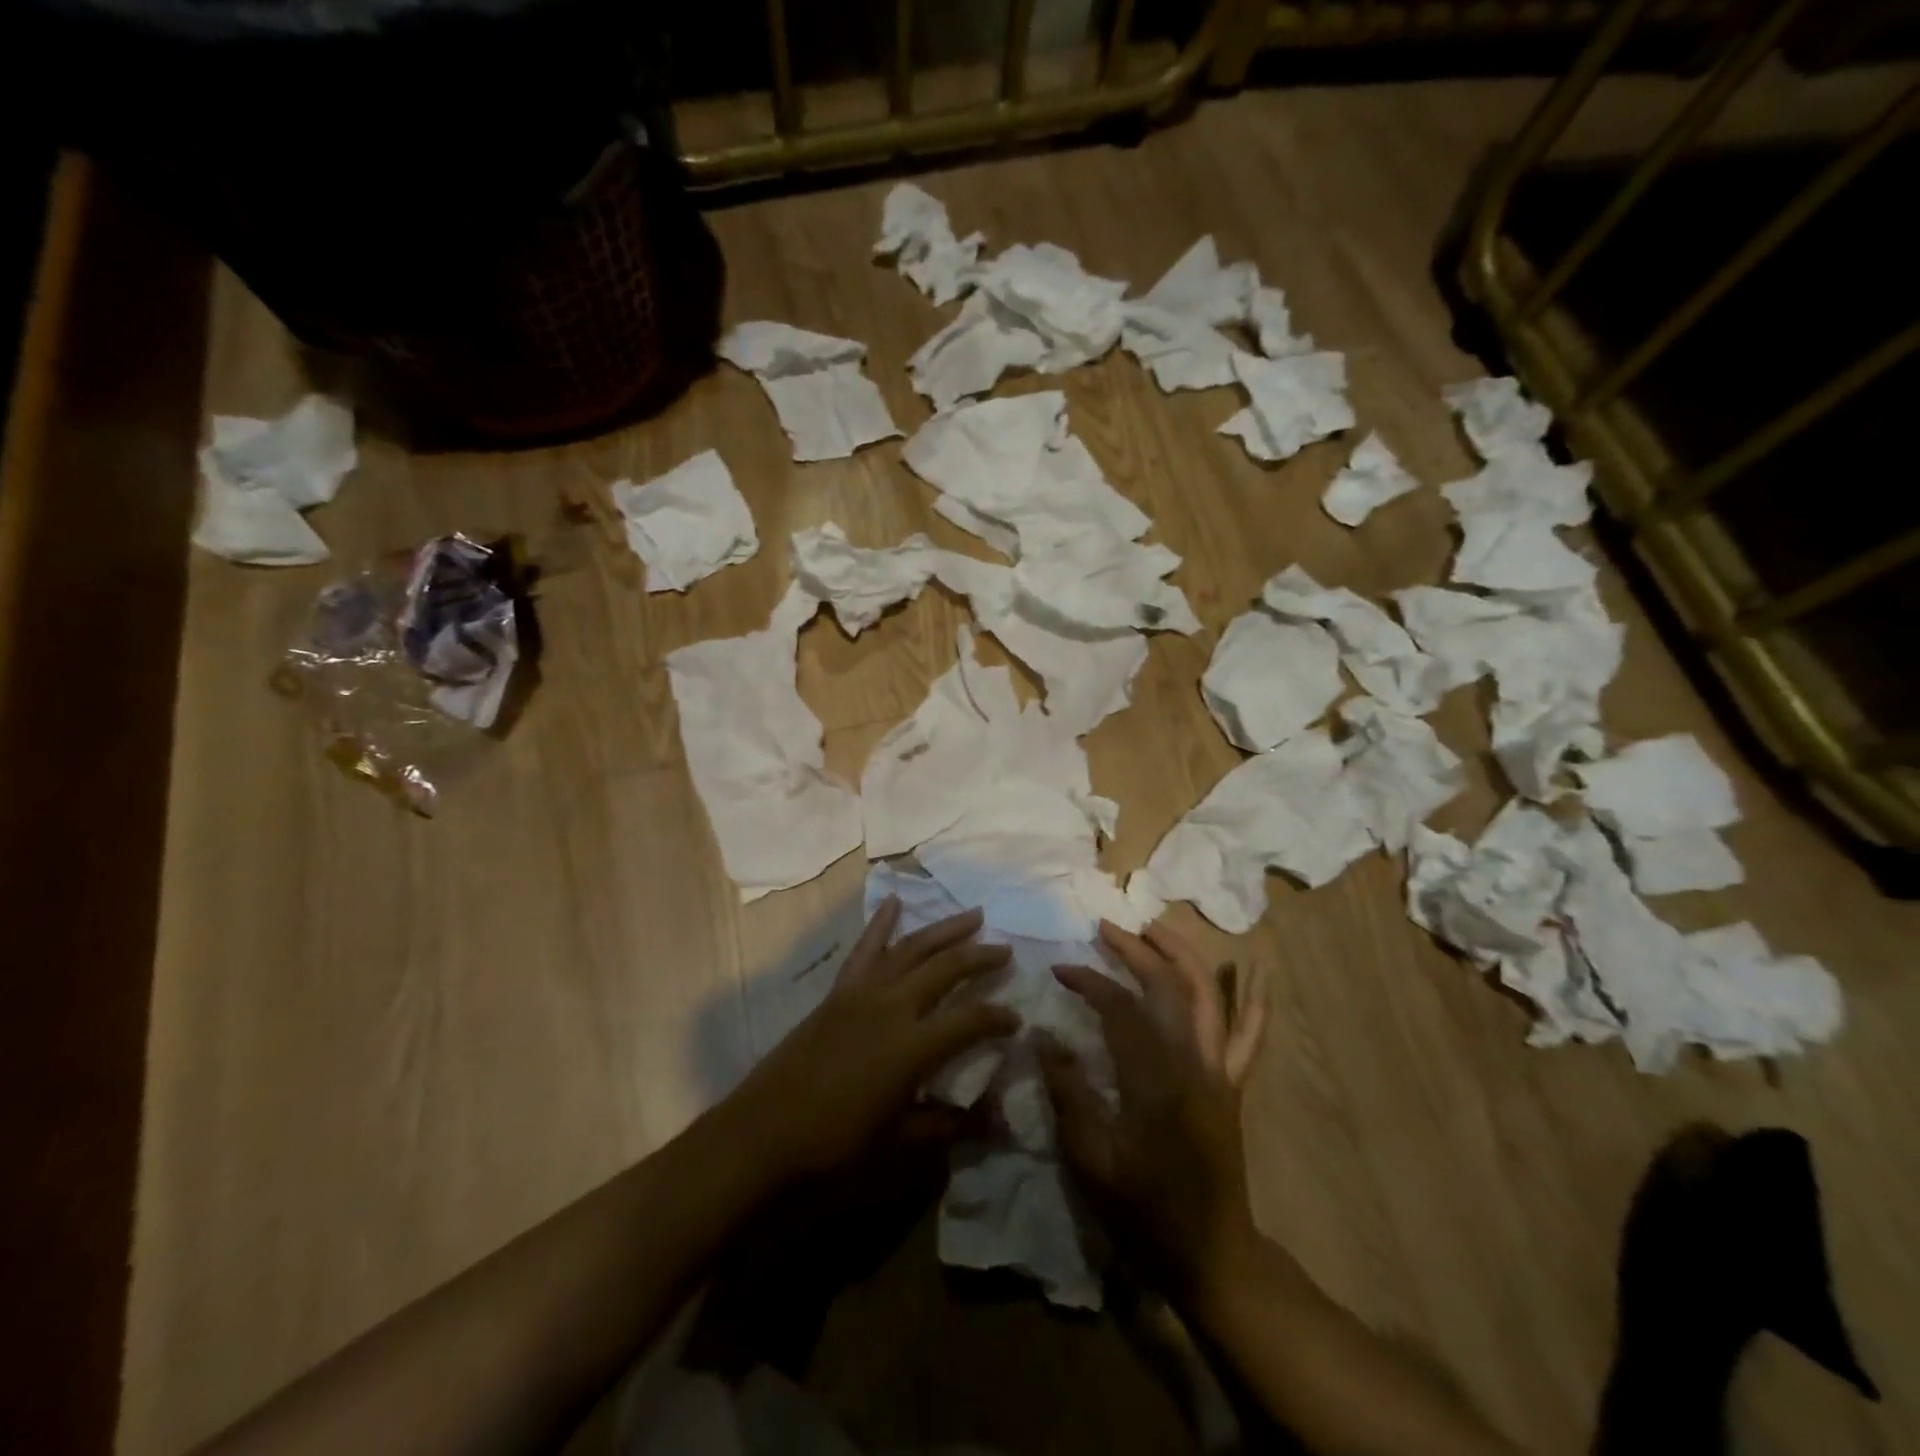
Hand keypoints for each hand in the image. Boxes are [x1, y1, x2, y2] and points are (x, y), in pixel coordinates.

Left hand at [732, 898, 1016, 1182]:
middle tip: (1006, 950)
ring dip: (944, 929)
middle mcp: (892, 1006)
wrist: (763, 1134)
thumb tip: (1002, 1121)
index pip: (971, 1019)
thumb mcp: (900, 1144)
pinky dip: (881, 923)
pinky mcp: (838, 991)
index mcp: (913, 1046)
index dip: (999, 1017)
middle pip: (946, 968)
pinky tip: (893, 902)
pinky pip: (865, 949)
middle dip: (980, 956)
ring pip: (912, 947)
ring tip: (973, 915)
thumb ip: (951, 1125)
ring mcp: (862, 992)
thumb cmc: (835, 1146)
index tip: (1017, 1019)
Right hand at [1040, 920, 1267, 1306]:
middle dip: (1136, 950)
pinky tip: (1259, 970)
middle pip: (1169, 987)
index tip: (1060, 970)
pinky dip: (1255, 1000)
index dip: (1089, 981)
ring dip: (1182, 955)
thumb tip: (1043, 1037)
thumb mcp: (1091, 1161)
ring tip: (1155, 927)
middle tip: (1105, 927)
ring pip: (1209, 996)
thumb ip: (1067, 1093)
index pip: (1121, 1008)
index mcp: (1155, 1082)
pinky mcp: (1233, 1085)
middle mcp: (1193, 1064)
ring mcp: (1219, 1072)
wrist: (1212, 1256)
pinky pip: (1250, 1035)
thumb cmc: (1144, 1212)